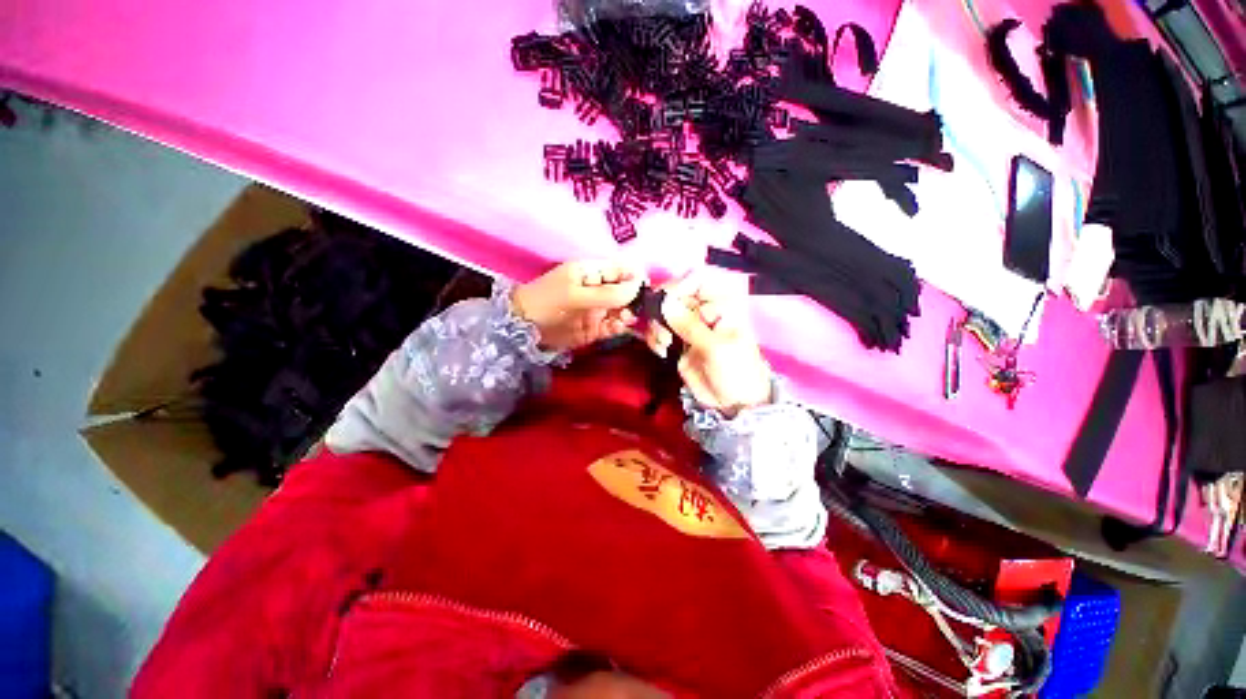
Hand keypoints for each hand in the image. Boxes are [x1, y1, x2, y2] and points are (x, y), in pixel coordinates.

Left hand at [512, 260, 645, 351]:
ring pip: (624, 309)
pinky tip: (619, 327)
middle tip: (636, 308)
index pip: (623, 269)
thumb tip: (637, 287)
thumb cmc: (546, 302)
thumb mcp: (575, 294)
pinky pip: (615, 325)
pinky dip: (620, 327)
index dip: (636, 277)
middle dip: (636, 298)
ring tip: (625, 318)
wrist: (523, 329)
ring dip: (630, 313)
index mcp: (594, 272)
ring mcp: (599, 309)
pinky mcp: (597, 327)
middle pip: (627, 290)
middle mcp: (600, 289)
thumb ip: (606, 293)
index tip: (644, 290)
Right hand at [646, 276, 771, 415]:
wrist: (735, 404)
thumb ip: (689, 325)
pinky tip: (661, 350)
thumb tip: (665, 302)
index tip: (666, 300)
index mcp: (721, 305)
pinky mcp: (678, 342)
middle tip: (662, 330)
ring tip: (662, 344)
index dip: (679, 286)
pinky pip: (660, 331)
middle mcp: (703, 311)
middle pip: (675, 296)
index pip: (698, 280)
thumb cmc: (736, 371)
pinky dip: (655, 338)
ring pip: (663, 314)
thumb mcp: (715, 347)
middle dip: (663, 310)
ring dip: (656, 326)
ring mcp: (689, 327)